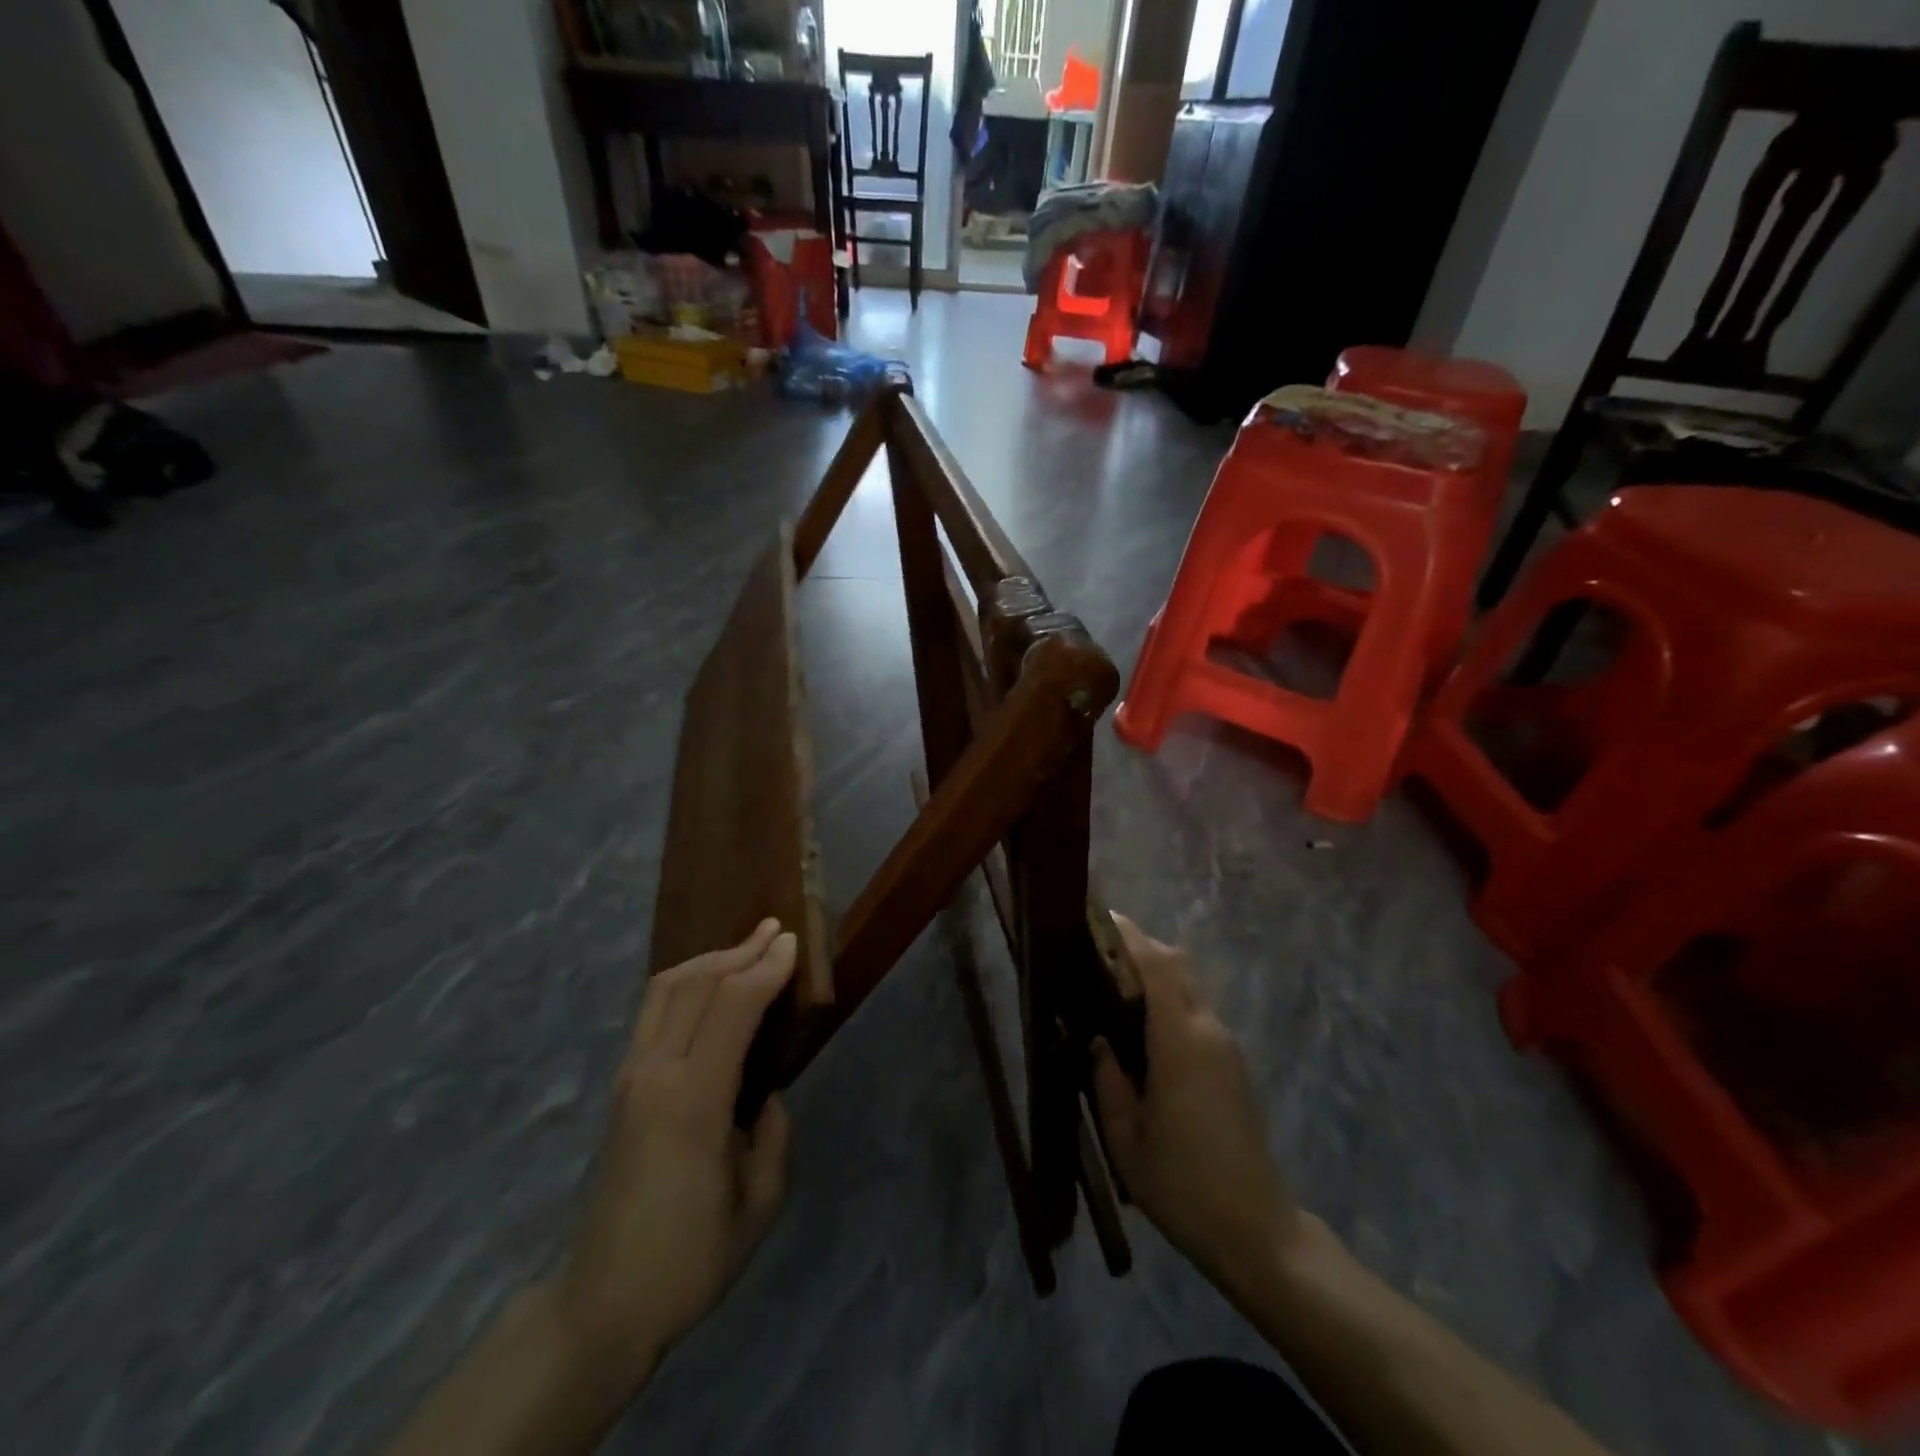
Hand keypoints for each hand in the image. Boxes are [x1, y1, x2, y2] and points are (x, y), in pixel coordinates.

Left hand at [557, 919, 796, 1385]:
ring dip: (710, 959)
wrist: (603, 1303)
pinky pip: (653, 1011)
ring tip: (747, 946)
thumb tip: (766, 1095)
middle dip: (741, 950)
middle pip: (696, 984)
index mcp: (693, 1101)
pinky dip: (685, 981)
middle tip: (777, 930)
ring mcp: (630, 1076)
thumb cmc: (690, 1258)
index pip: (732, 1007)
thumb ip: (773, 1136)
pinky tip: (708, 983)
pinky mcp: (621, 1084)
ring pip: (666, 989)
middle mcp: (655, 1073)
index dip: (765, 968)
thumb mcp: (759, 1204)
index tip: (794, 943)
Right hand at [1091, 915, 1301, 1299]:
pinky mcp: (1231, 1063)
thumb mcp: (1126, 1137)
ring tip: (1111, 988)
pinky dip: (1167, 1000)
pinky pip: (1195, 1011)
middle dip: (1141, 948)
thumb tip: (1097, 1039)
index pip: (1159, 965)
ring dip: (1154, 974)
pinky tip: (1139, 1028)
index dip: (1131, 936)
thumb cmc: (1182, 1185)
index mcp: (1181, 1041)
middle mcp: (1208, 1031)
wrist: (1256, 1231)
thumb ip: (1106, 1079)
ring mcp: (1225, 1046)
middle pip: (1178, 966)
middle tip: (1098, 953)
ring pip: (1188, 987)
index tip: (1101, 919)